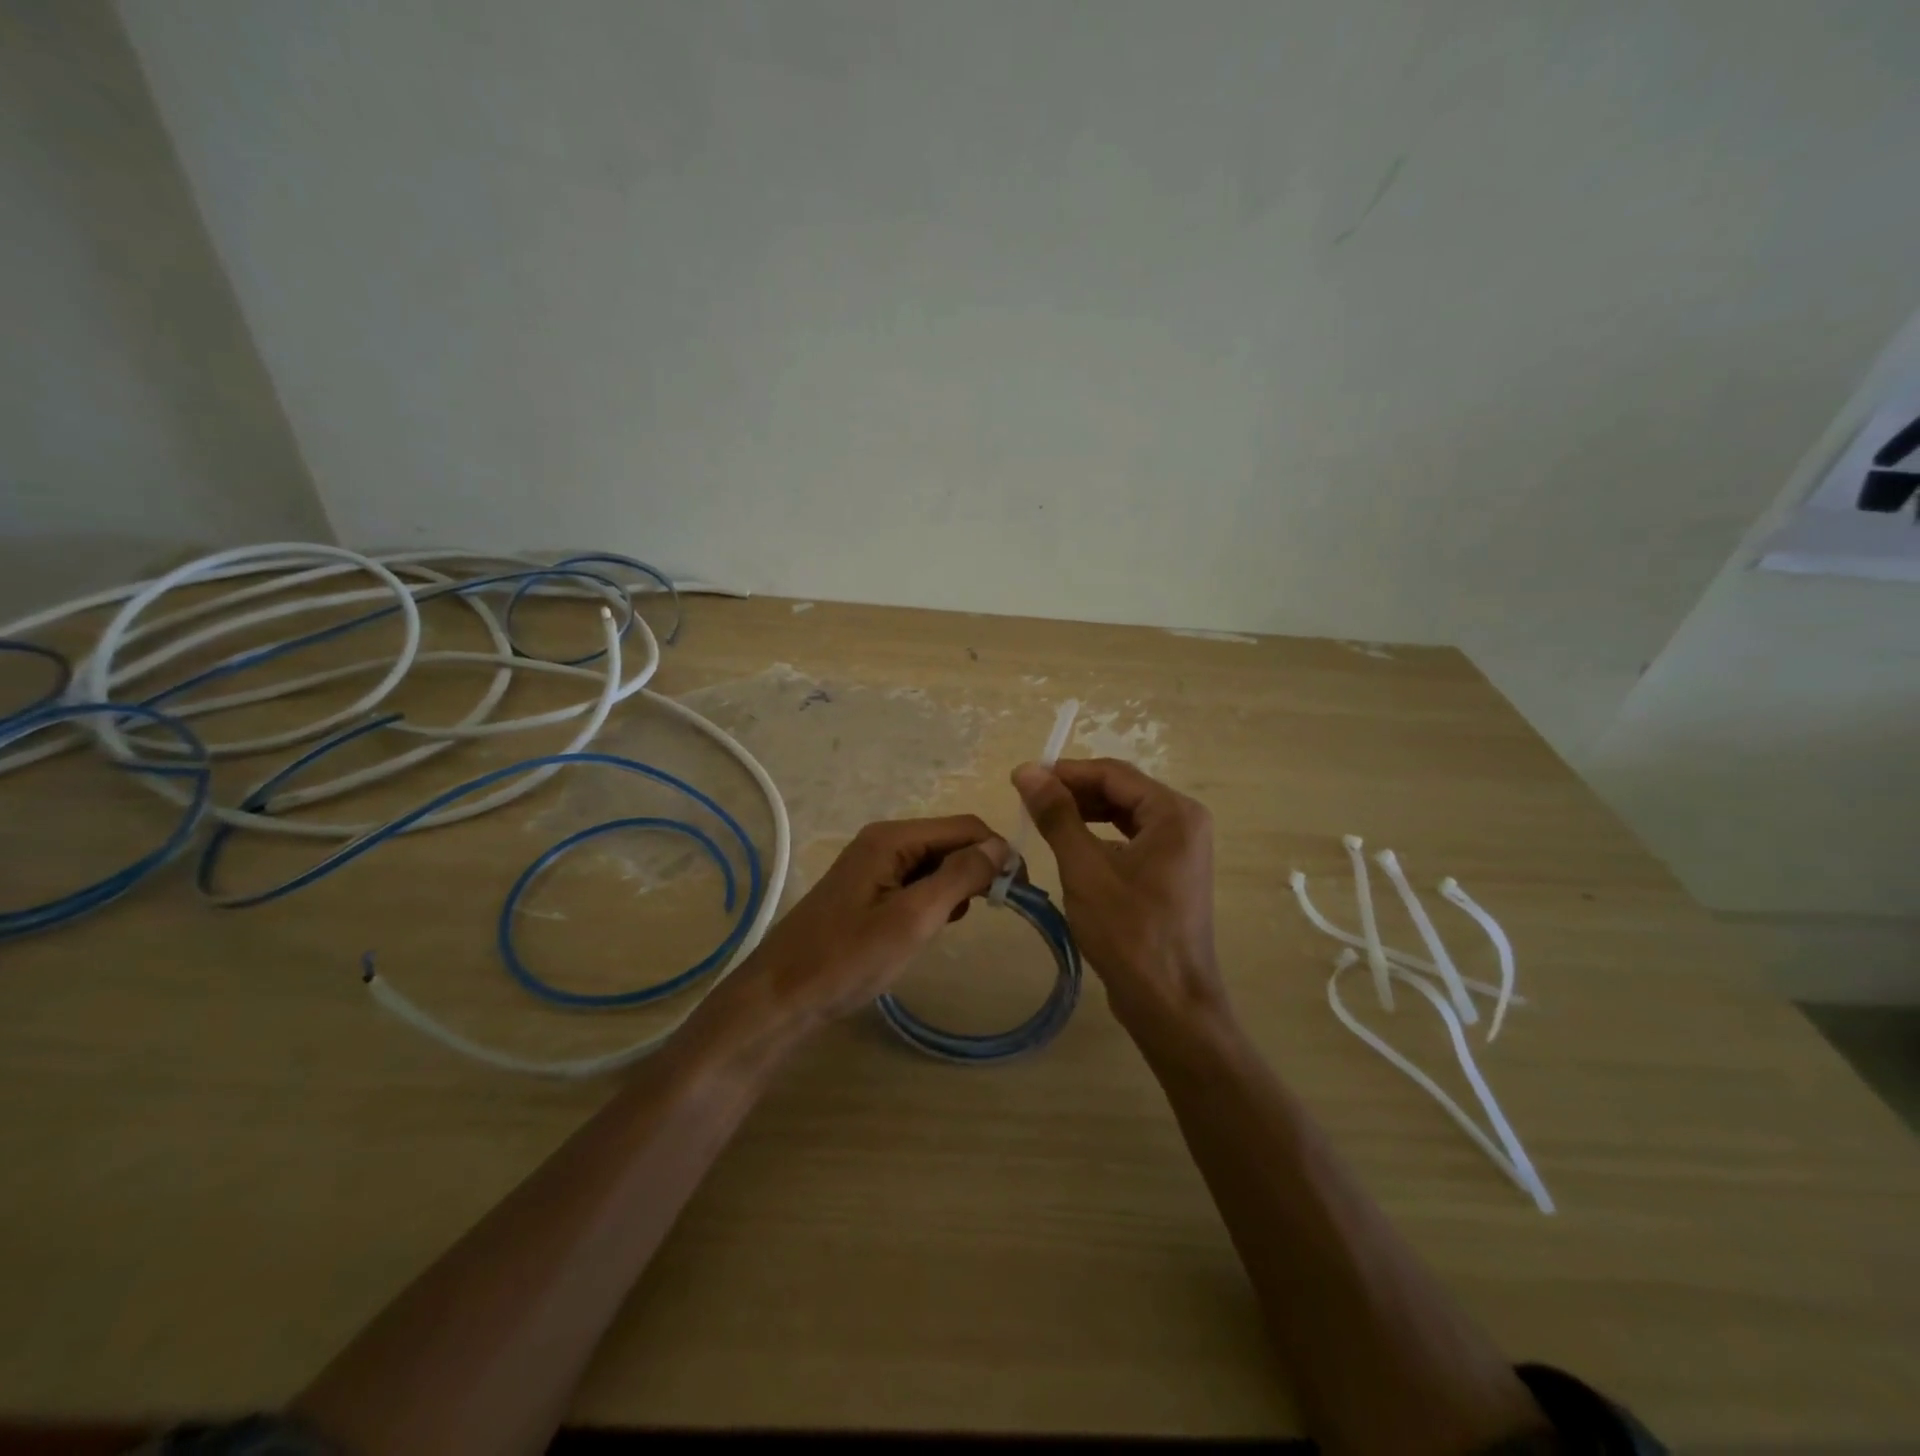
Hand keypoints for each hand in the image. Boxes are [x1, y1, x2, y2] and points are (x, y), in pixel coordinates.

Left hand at [739, 815, 1008, 1029]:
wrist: (781, 997)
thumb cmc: (848, 959)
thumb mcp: (912, 918)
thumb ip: (959, 877)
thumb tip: (1001, 846)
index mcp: (892, 838)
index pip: (965, 828)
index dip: (998, 853)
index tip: (1021, 893)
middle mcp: (883, 841)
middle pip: (949, 842)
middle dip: (978, 870)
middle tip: (996, 911)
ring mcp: (873, 865)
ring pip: (934, 864)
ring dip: (956, 887)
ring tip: (954, 924)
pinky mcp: (868, 890)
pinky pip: (915, 882)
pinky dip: (933, 900)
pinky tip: (930, 927)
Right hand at [1012, 758, 1227, 1038]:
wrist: (1169, 1003)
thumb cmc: (1129, 932)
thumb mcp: (1085, 868)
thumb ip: (1057, 815)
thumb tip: (1026, 770)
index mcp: (1174, 813)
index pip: (1113, 774)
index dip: (1066, 772)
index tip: (1023, 778)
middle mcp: (1184, 823)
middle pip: (1122, 791)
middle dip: (1074, 792)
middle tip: (1028, 800)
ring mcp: (1180, 850)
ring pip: (1124, 816)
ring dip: (1084, 814)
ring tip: (1041, 819)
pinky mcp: (1170, 873)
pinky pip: (1130, 840)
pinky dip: (1099, 837)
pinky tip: (1070, 846)